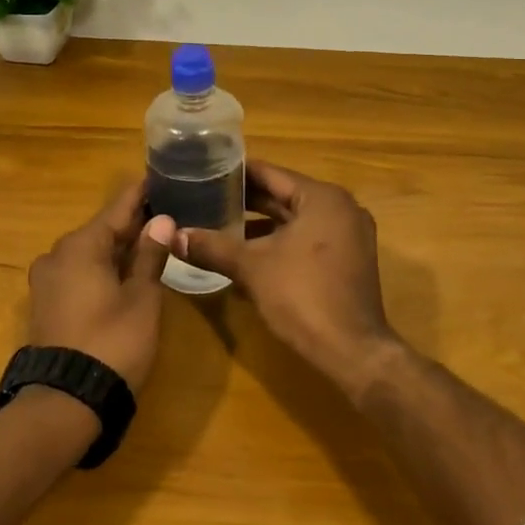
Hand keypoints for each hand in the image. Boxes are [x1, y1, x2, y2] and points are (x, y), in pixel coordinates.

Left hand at [26, 181, 176, 391]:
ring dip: (118, 248)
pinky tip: (126, 272)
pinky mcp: (46, 304)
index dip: (142, 192)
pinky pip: (79, 272)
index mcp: (82, 245)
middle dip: (133, 222)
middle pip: (103, 229)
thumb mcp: (142, 298)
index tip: (161, 175)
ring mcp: (47, 280)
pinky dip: (103, 268)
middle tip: (167, 212)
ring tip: (152, 241)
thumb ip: (150, 255)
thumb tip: (161, 219)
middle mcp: (58, 254)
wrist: (64, 402)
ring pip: (90, 252)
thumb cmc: (112, 343)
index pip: (119, 207)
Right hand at [176, 162, 400, 396]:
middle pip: (284, 195)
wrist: (352, 352)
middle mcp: (340, 208)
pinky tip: (248, 256)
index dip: (235, 174)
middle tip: (206, 198)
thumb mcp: (251, 268)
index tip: (205, 172)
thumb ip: (212, 247)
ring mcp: (349, 235)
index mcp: (322, 197)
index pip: (271, 174)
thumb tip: (173, 235)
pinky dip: (281, 243)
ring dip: (261, 225)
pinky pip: (308, 239)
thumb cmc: (303, 297)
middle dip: (246, 201)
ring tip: (220, 225)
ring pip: (296, 220)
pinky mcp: (349, 260)